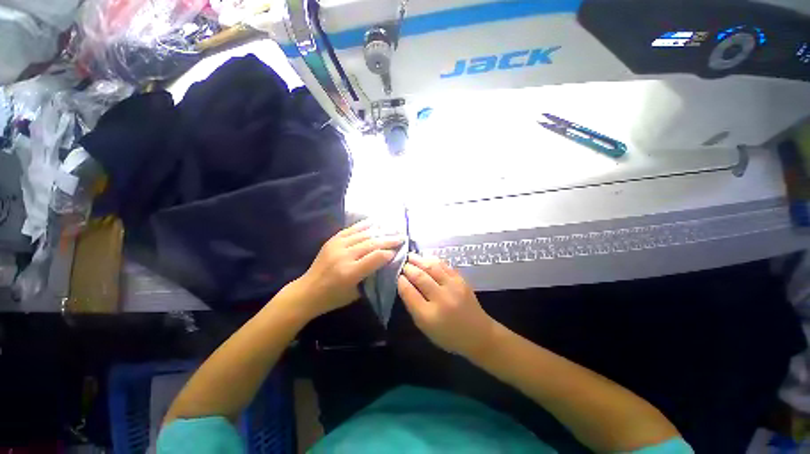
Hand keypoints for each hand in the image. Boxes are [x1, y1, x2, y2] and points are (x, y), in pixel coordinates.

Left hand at [294, 219, 404, 318]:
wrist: (307, 291)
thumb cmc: (333, 298)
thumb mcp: (356, 294)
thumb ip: (372, 277)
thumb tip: (386, 262)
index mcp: (350, 273)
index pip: (376, 257)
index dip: (390, 253)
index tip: (399, 251)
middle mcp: (344, 256)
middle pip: (372, 243)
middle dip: (389, 239)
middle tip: (402, 237)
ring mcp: (337, 246)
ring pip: (363, 235)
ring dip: (380, 231)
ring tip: (393, 229)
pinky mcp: (332, 240)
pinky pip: (351, 229)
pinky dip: (364, 225)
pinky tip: (375, 222)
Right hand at [398, 253, 497, 357]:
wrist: (478, 334)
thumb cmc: (448, 335)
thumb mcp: (425, 327)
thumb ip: (413, 306)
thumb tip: (404, 285)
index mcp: (429, 316)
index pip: (410, 293)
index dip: (402, 282)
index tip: (398, 276)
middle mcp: (441, 299)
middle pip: (420, 277)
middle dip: (409, 268)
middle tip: (402, 263)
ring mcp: (453, 287)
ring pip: (432, 268)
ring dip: (419, 260)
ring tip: (411, 256)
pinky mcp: (461, 281)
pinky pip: (444, 266)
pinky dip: (433, 260)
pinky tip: (426, 258)